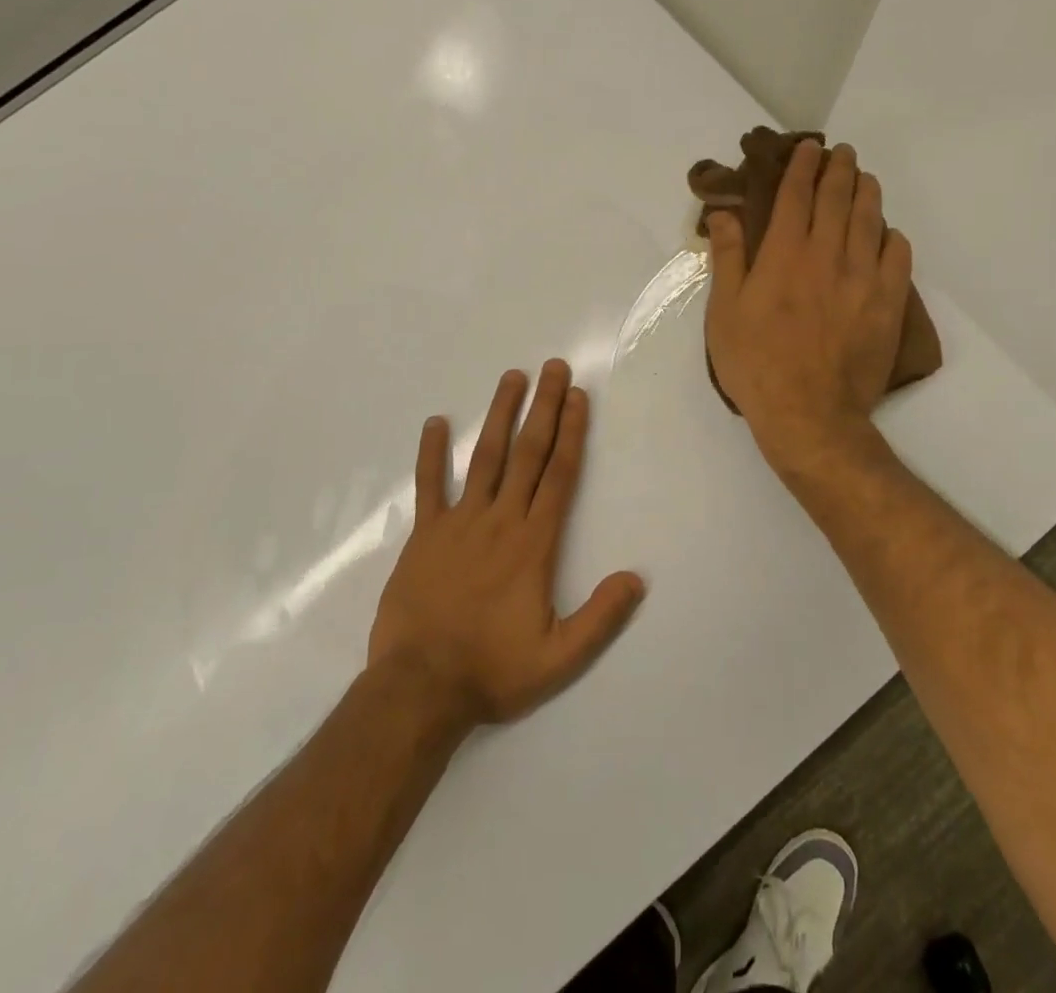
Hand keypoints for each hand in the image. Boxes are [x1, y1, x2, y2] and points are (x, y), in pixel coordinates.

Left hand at [368, 360, 645, 726]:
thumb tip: (636, 578)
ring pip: (484, 457)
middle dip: (543, 407)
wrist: (419, 688)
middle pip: (528, 453)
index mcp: (533, 543)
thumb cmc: (492, 670)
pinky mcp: (424, 534)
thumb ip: (600, 617)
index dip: (571, 432)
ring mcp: (458, 522)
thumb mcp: (559, 657)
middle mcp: (500, 520)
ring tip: (512, 377)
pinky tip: (435, 422)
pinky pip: (429, 485)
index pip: (559, 475)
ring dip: (500, 415)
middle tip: (553, 368)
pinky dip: (431, 452)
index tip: (578, 397)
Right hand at [704, 140, 912, 476]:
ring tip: (864, 178)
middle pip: (838, 198)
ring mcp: (863, 278)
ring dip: (867, 192)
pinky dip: (892, 235)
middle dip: (839, 169)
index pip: (797, 195)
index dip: (802, 167)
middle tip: (841, 153)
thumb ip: (728, 257)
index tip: (808, 148)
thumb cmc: (756, 363)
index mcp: (784, 254)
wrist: (809, 413)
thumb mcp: (724, 311)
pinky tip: (886, 232)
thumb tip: (726, 212)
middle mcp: (827, 255)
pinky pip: (898, 255)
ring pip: (871, 219)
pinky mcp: (887, 303)